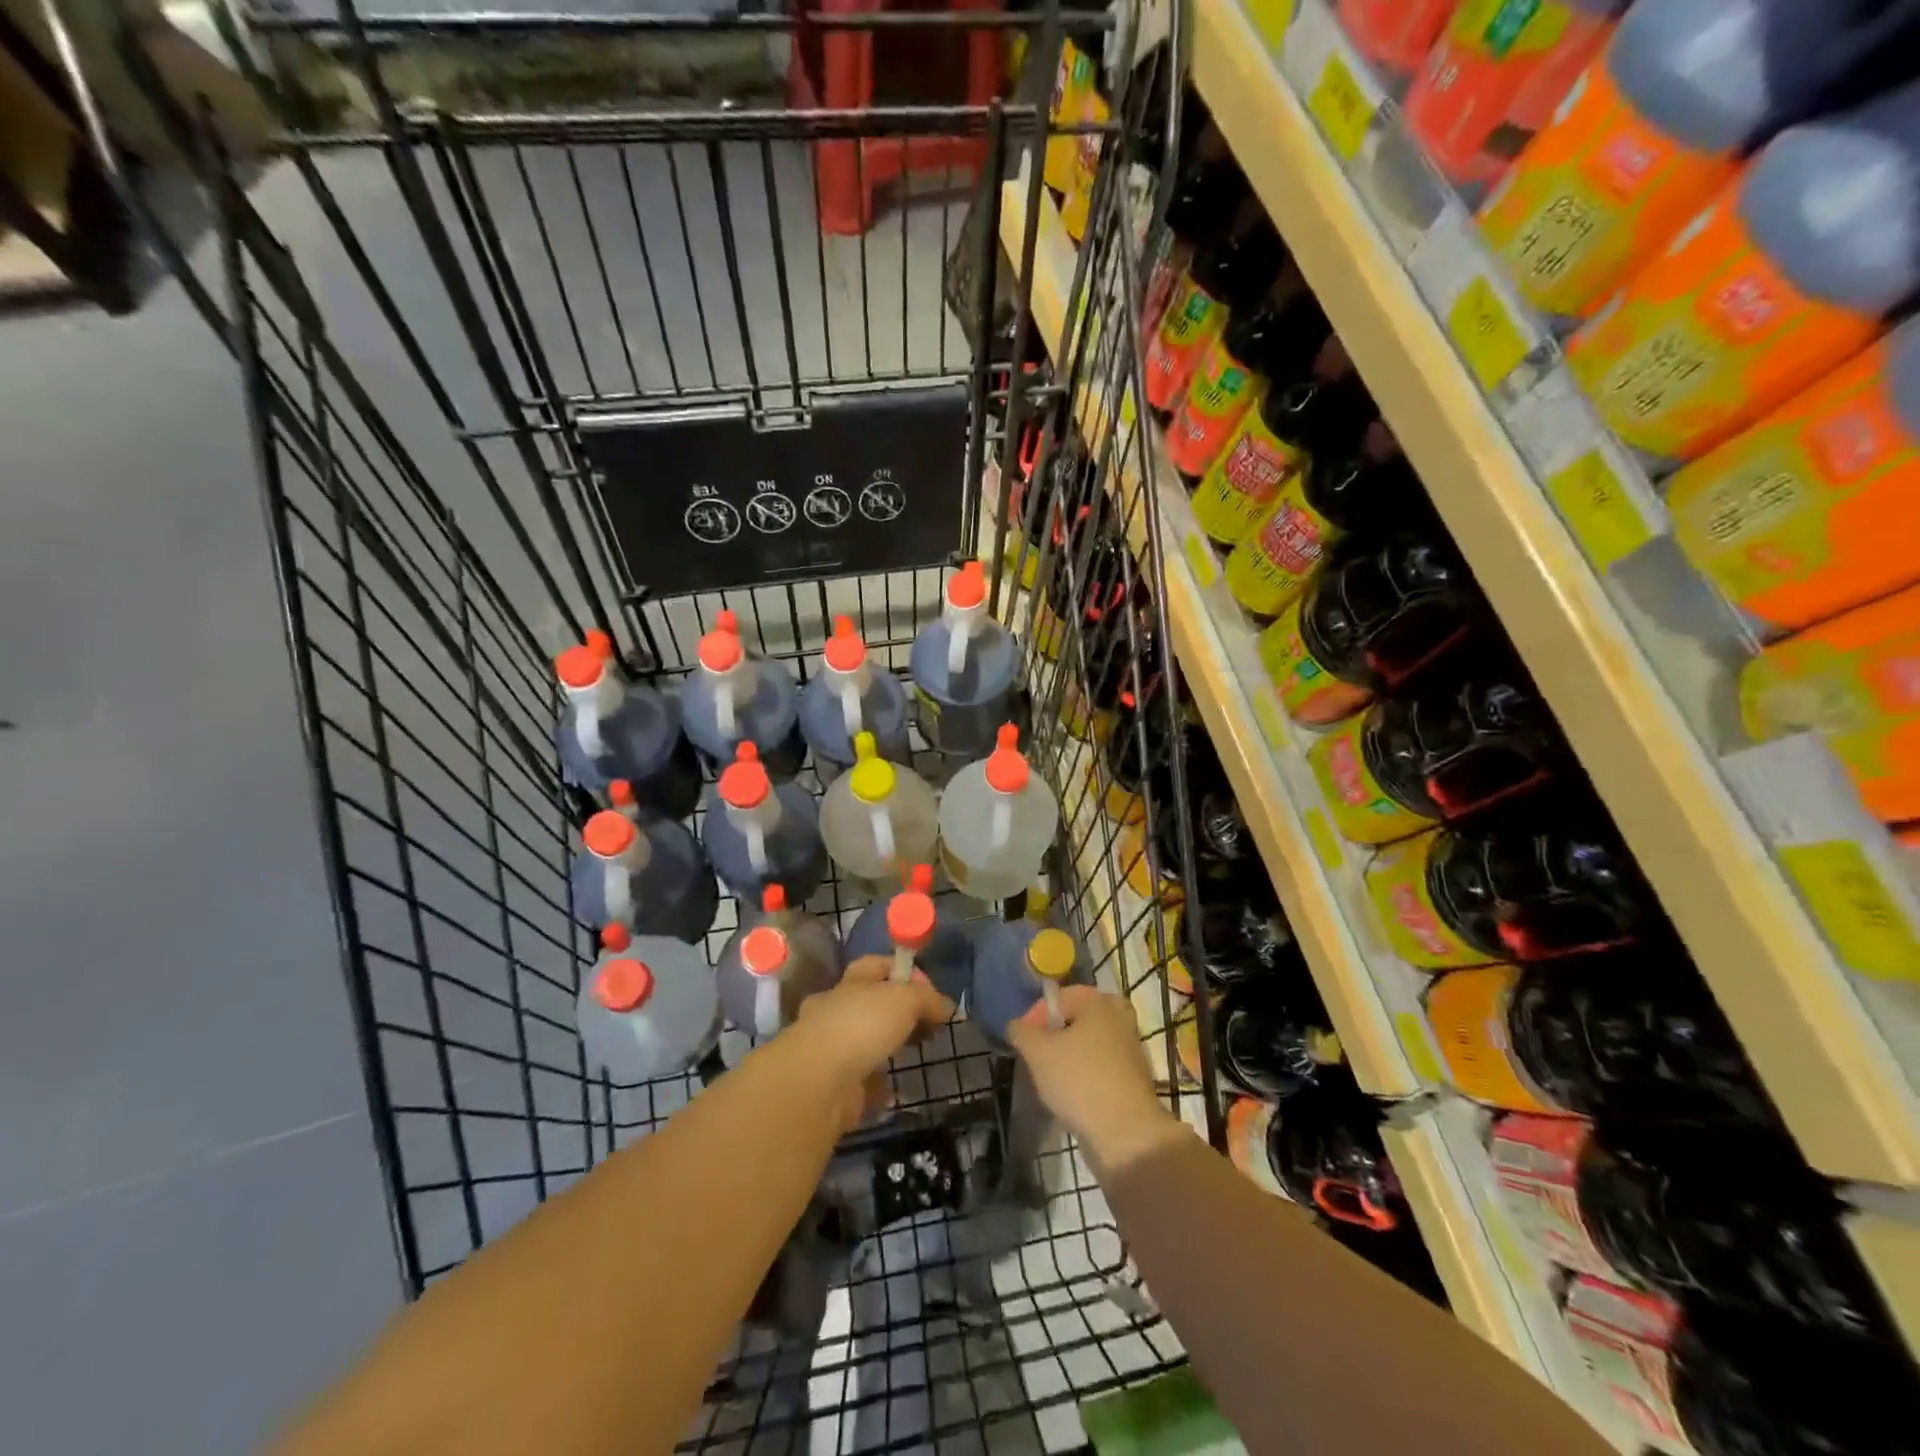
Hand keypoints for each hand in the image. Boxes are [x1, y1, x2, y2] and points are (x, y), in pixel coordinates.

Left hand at [792, 955, 955, 1128]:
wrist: (818, 1082)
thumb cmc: (861, 1026)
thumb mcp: (904, 999)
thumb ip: (928, 999)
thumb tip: (947, 1006)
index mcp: (851, 983)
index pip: (877, 965)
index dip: (903, 971)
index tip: (929, 989)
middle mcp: (835, 1011)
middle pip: (870, 1004)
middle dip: (897, 1013)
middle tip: (926, 1025)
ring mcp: (830, 1048)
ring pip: (864, 1042)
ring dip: (886, 1048)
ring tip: (913, 1055)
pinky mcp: (832, 1085)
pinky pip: (861, 1082)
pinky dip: (877, 1086)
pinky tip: (894, 1090)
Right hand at [1005, 985, 1184, 1170]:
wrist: (1127, 1133)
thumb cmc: (1079, 1081)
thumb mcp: (1037, 1053)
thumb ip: (1021, 1032)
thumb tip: (1017, 1025)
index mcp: (1097, 1001)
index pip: (1058, 998)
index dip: (1035, 1017)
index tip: (1023, 1043)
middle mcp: (1119, 1015)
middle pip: (1078, 1017)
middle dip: (1057, 1032)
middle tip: (1041, 1053)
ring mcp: (1131, 1046)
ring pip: (1093, 1040)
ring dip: (1073, 1053)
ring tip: (1055, 1077)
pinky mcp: (1136, 1075)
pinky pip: (1104, 1063)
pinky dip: (1089, 1071)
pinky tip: (1075, 1092)